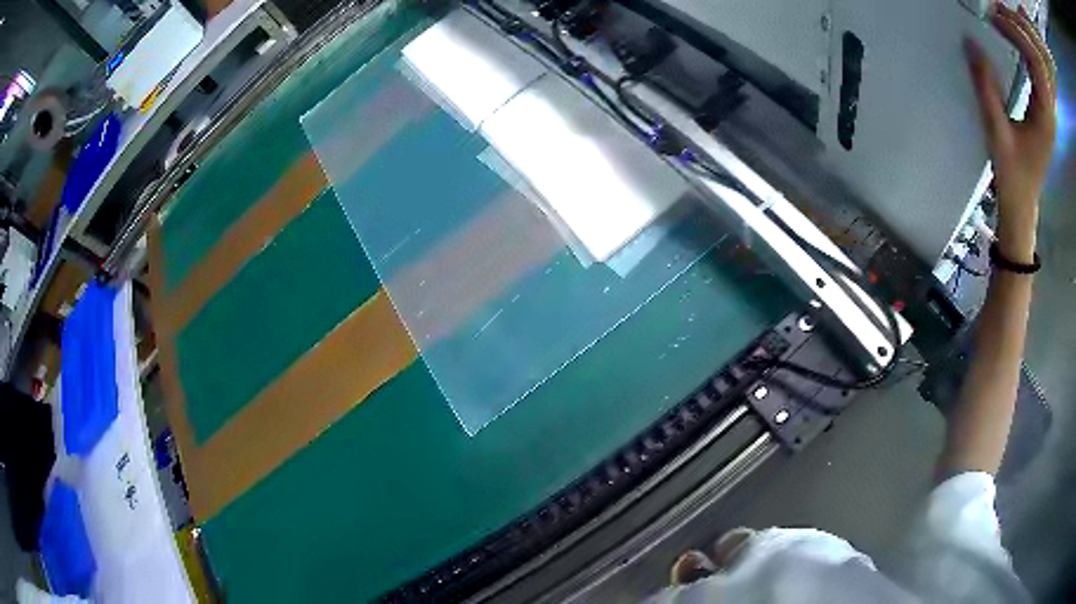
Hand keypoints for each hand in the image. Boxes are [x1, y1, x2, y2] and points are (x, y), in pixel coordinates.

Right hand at [966, 3, 1056, 261]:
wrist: (1023, 206)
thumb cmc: (1014, 177)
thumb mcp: (997, 133)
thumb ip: (986, 88)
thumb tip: (971, 43)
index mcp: (1044, 117)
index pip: (1034, 67)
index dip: (1016, 37)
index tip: (995, 20)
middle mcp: (1048, 112)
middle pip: (1037, 67)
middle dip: (1019, 36)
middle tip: (998, 17)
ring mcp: (1047, 112)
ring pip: (1038, 71)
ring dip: (1023, 45)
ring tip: (1004, 25)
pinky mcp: (1043, 111)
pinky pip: (1036, 75)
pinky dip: (1025, 55)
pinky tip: (1014, 44)